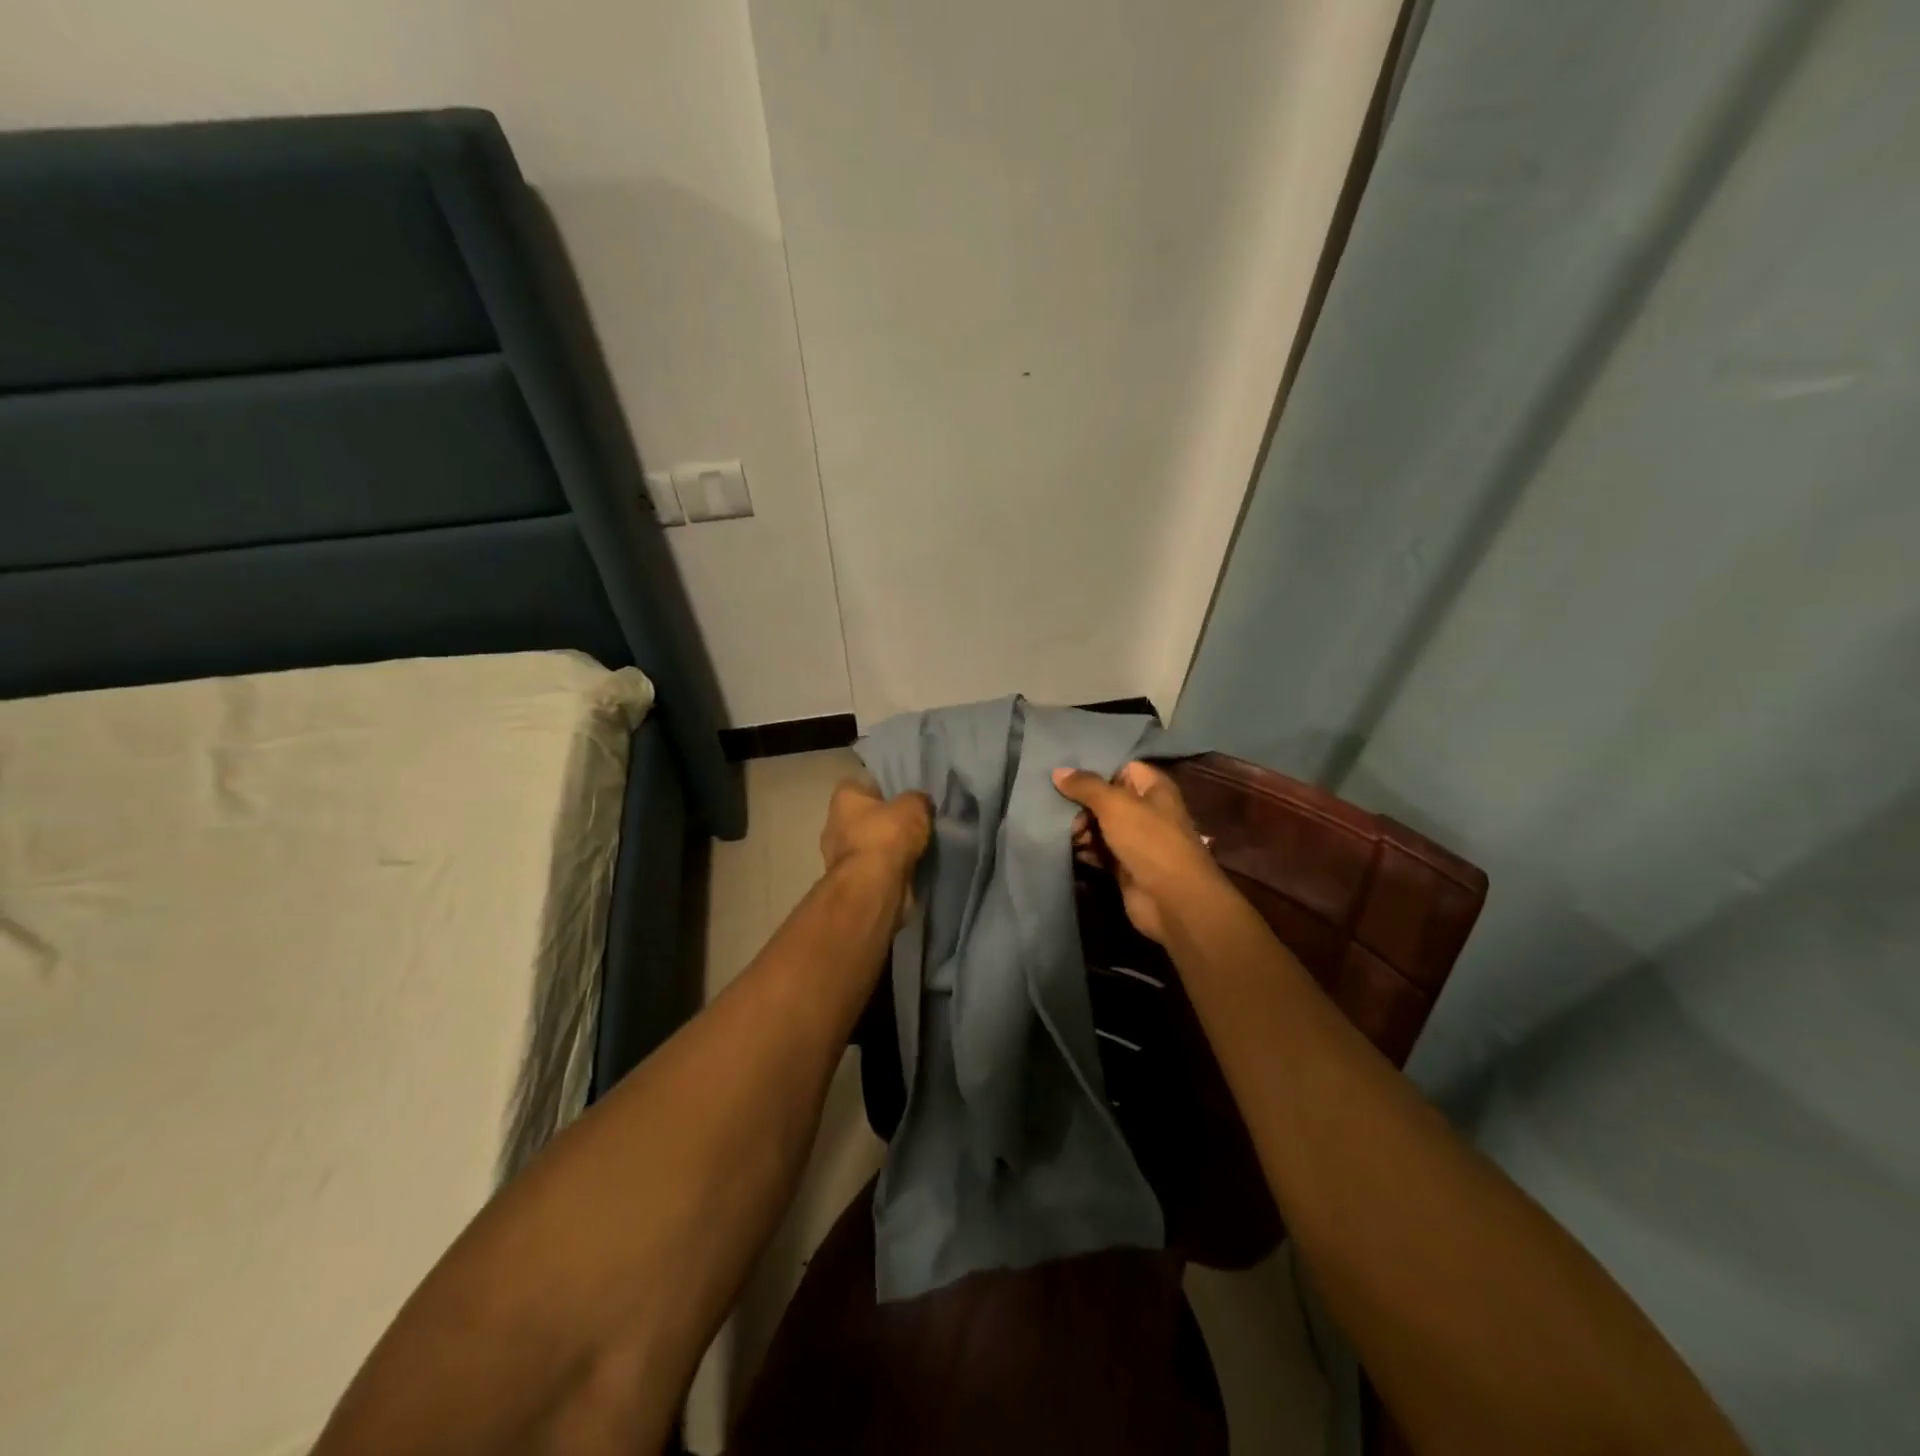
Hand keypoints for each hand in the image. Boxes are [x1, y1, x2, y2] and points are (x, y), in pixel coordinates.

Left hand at [820, 777, 932, 885]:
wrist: (875, 887)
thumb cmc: (888, 835)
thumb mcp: (914, 805)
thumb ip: (917, 799)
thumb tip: (920, 803)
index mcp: (844, 797)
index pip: (861, 784)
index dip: (882, 788)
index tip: (903, 796)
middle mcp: (834, 823)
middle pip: (864, 817)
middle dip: (884, 821)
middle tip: (912, 823)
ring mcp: (838, 856)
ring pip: (869, 845)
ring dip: (887, 848)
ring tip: (915, 848)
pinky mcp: (850, 881)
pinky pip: (873, 868)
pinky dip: (887, 869)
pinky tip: (908, 868)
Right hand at [1052, 761, 1224, 945]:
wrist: (1173, 900)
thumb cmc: (1149, 841)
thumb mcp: (1115, 805)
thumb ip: (1086, 786)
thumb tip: (1058, 771)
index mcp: (1153, 787)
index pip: (1120, 767)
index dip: (1094, 769)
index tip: (1063, 773)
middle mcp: (1146, 810)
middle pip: (1106, 797)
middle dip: (1080, 803)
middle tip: (1059, 811)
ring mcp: (1136, 840)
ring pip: (1100, 825)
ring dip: (1079, 828)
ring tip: (1066, 833)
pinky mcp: (1125, 865)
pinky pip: (1099, 851)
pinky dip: (1084, 849)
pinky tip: (1068, 849)